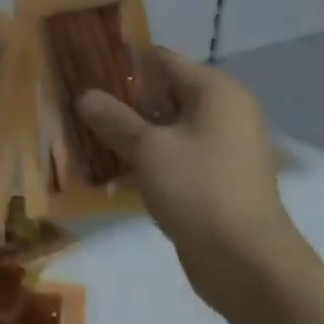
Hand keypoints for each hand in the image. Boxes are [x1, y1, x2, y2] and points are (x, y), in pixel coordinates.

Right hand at [76, 49, 300, 316]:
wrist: (246, 262)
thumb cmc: (199, 189)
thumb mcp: (149, 149)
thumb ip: (115, 119)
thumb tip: (84, 95)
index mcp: (215, 91)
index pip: (162, 60)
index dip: (123, 62)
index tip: (84, 67)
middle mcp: (223, 113)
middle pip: (164, 95)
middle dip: (121, 101)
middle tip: (77, 106)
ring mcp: (221, 149)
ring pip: (166, 130)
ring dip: (130, 134)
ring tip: (84, 137)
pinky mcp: (213, 180)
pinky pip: (173, 158)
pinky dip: (145, 160)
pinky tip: (109, 171)